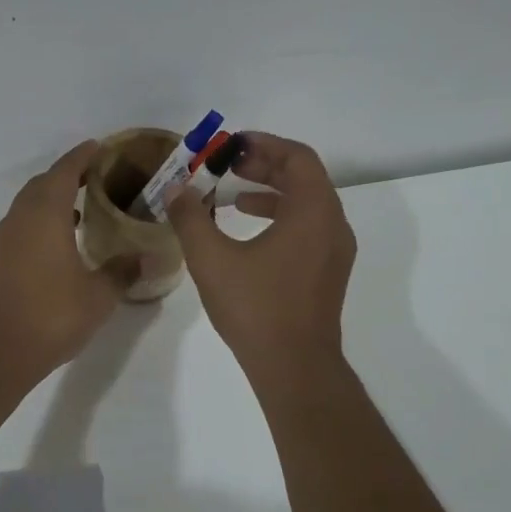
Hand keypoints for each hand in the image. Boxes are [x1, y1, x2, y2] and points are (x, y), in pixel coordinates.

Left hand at [0, 140, 137, 386]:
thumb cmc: (51, 316)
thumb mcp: (98, 295)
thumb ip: (123, 271)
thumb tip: (148, 257)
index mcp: (46, 215)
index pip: (65, 171)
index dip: (82, 156)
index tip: (100, 147)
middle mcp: (22, 218)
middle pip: (44, 183)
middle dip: (68, 174)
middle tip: (97, 177)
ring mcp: (6, 239)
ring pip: (30, 204)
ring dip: (53, 198)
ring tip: (83, 206)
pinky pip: (23, 224)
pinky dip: (42, 220)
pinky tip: (61, 240)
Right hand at [165, 132, 355, 378]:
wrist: (294, 367)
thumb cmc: (256, 308)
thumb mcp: (212, 259)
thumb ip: (191, 218)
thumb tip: (175, 189)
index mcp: (313, 212)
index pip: (298, 157)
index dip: (265, 144)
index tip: (233, 145)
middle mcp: (333, 224)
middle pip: (304, 177)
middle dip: (266, 165)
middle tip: (229, 164)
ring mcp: (335, 251)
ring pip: (308, 204)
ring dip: (272, 192)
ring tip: (233, 197)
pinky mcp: (329, 272)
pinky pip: (309, 228)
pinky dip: (281, 218)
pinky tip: (249, 234)